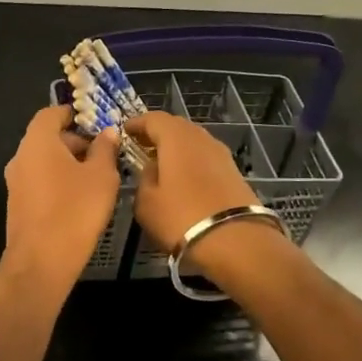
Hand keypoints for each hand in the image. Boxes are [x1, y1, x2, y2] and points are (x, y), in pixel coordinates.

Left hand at [2, 106, 121, 286]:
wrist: (41, 261)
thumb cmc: (75, 210)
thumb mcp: (102, 177)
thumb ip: (105, 149)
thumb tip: (107, 132)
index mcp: (37, 142)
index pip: (50, 113)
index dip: (72, 114)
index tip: (95, 123)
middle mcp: (20, 157)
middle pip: (46, 138)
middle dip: (74, 142)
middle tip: (102, 155)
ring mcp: (15, 182)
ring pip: (43, 162)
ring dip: (67, 164)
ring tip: (96, 178)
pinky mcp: (16, 205)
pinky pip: (38, 182)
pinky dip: (57, 182)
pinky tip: (78, 199)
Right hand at [126, 111, 258, 250]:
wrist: (236, 242)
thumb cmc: (181, 218)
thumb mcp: (146, 202)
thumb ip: (144, 178)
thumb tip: (151, 168)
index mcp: (176, 138)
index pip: (153, 118)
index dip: (137, 123)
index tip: (125, 131)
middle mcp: (201, 138)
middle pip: (176, 126)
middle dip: (157, 133)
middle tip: (141, 145)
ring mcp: (221, 154)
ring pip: (193, 142)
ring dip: (176, 148)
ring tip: (161, 163)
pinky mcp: (234, 172)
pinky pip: (205, 158)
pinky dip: (191, 161)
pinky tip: (183, 178)